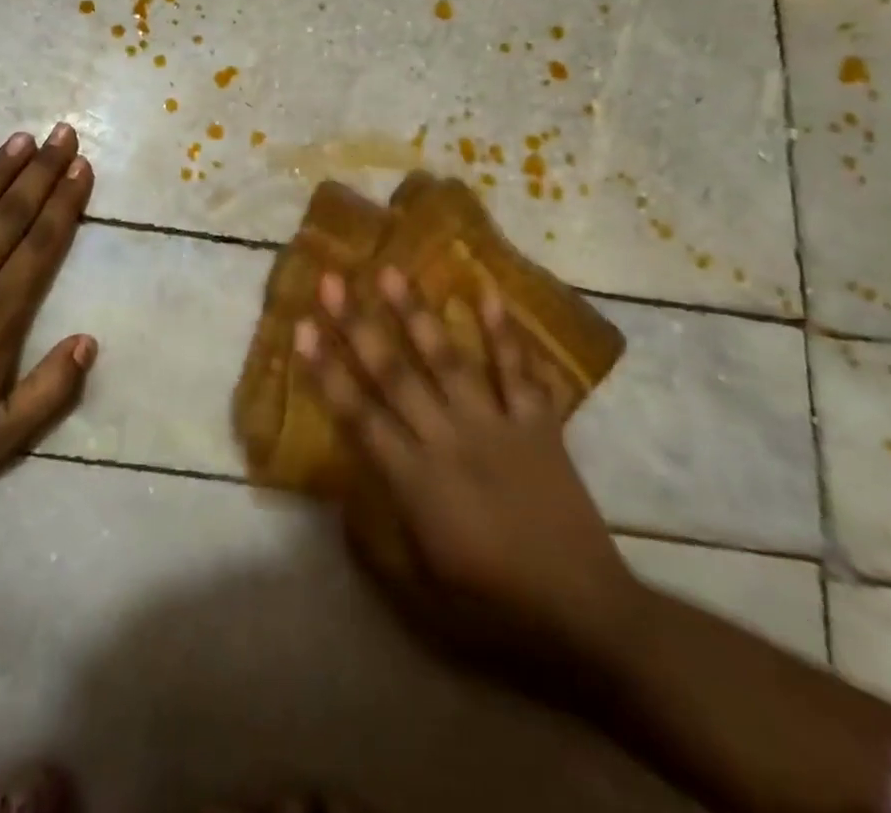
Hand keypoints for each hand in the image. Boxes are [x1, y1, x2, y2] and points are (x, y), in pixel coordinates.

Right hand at [294, 268, 643, 672]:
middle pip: (394, 373)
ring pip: (448, 359)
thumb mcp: (420, 600)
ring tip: (391, 271)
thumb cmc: (496, 610)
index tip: (302, 327)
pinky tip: (485, 291)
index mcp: (416, 482)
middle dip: (358, 324)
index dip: (326, 370)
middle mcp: (449, 441)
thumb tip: (341, 502)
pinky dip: (503, 332)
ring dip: (416, 313)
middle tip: (333, 279)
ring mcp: (497, 426)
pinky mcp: (538, 425)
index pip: (358, 415)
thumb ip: (374, 548)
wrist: (589, 619)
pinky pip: (518, 372)